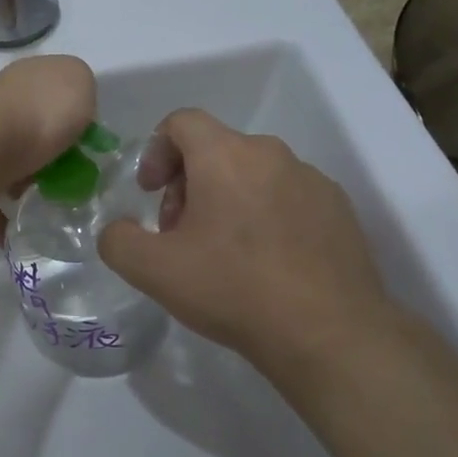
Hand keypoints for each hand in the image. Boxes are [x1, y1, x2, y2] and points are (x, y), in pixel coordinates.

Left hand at [0, 56, 97, 245]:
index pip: (53, 92)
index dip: (72, 118)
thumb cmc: (40, 113)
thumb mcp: (80, 84)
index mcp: (28, 78)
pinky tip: (17, 235)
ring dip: (23, 188)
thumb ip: (81, 94)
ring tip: (45, 210)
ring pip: (8, 165)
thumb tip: (72, 112)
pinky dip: (0, 220)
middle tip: (68, 184)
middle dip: (47, 158)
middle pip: (30, 131)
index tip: (85, 148)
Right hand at [98, 110, 393, 381]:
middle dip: (188, 184)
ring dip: (227, 201)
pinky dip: (266, 217)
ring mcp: (312, 181)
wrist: (329, 334)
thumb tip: (120, 230)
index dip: (155, 151)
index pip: (181, 122)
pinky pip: (288, 198)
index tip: (150, 193)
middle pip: (216, 150)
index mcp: (226, 155)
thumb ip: (118, 240)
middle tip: (180, 234)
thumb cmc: (234, 290)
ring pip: (254, 175)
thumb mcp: (153, 270)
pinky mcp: (339, 210)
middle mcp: (272, 154)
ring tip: (223, 254)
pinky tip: (265, 265)